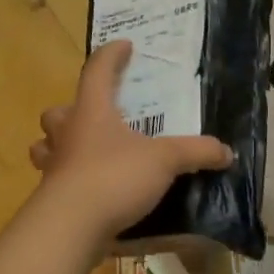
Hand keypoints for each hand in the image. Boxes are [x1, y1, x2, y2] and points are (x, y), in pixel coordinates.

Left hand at [29, 42, 233, 244]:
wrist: (70, 227)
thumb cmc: (114, 177)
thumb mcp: (165, 160)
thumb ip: (197, 152)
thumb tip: (226, 152)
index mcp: (91, 114)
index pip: (97, 73)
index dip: (111, 57)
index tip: (124, 45)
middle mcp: (67, 136)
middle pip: (57, 114)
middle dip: (72, 111)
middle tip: (95, 116)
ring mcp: (54, 169)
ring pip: (46, 149)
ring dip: (60, 147)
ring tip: (86, 154)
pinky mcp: (53, 201)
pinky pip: (58, 184)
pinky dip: (73, 184)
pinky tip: (95, 193)